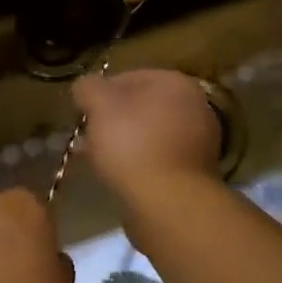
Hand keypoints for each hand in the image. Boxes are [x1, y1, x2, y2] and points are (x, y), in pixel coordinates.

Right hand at [72, 69, 222, 196]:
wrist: (168, 205)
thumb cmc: (133, 144)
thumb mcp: (99, 105)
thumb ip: (88, 87)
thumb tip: (85, 88)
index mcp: (176, 83)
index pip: (129, 77)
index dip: (100, 93)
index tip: (82, 112)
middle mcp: (195, 107)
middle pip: (140, 107)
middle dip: (111, 120)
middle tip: (87, 136)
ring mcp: (199, 143)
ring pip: (148, 135)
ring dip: (122, 143)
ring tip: (96, 159)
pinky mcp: (194, 174)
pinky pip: (157, 159)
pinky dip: (137, 164)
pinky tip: (116, 177)